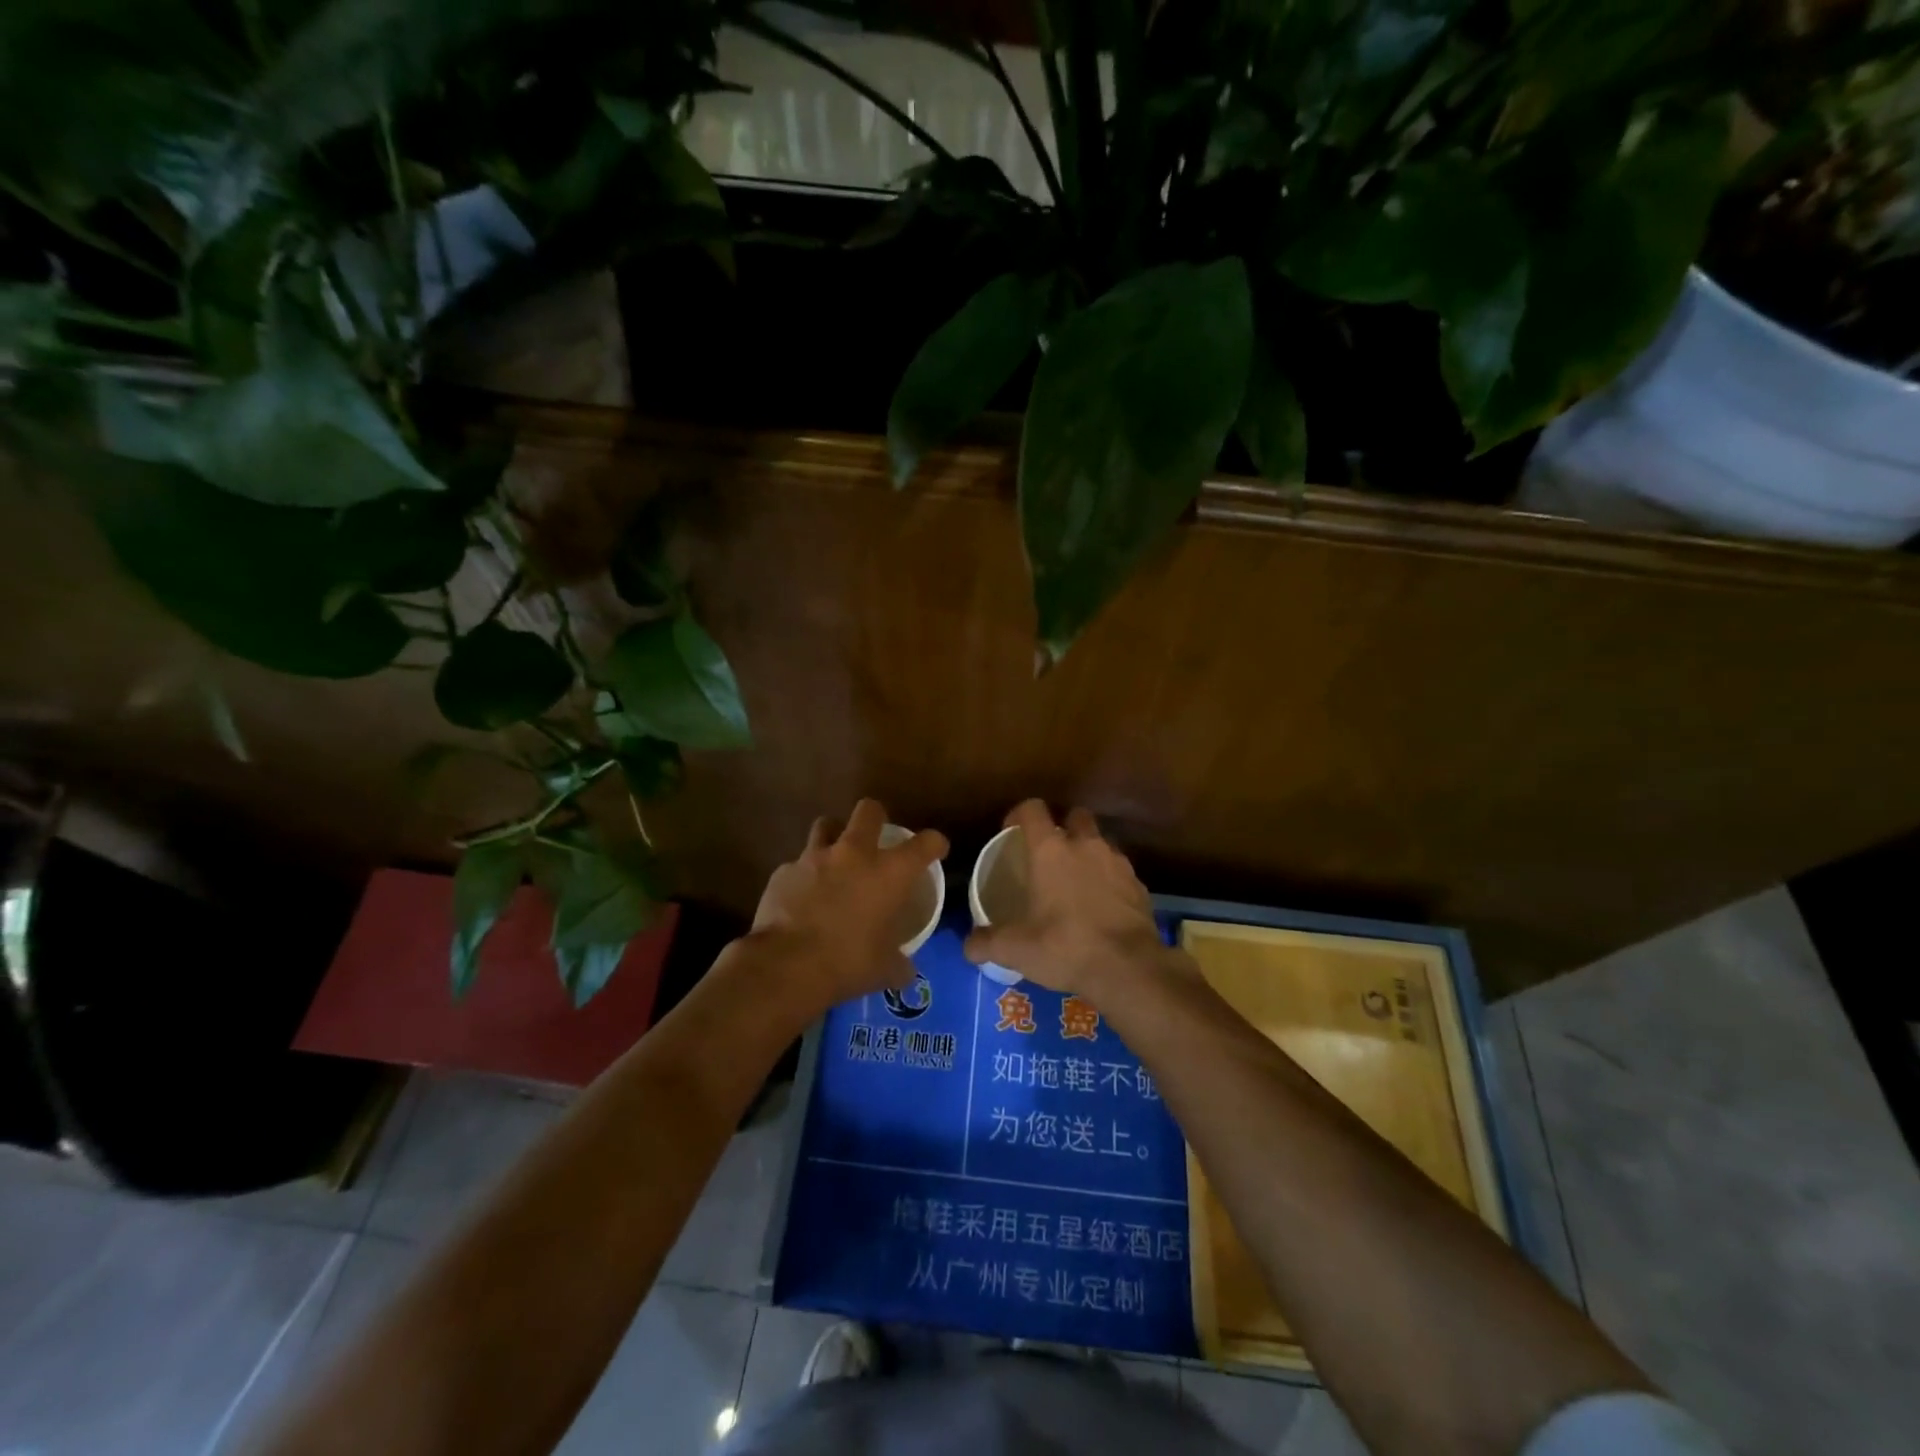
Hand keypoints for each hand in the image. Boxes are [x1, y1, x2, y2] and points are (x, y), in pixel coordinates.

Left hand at [746, 799, 948, 1011]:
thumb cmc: (847, 963)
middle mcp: (854, 854)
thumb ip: (899, 963)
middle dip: (876, 818)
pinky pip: (797, 865)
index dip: (934, 843)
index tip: (936, 849)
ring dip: (834, 836)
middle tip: (876, 837)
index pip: (925, 843)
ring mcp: (814, 858)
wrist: (786, 966)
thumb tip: (905, 972)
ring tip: (834, 858)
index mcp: (889, 873)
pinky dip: (803, 876)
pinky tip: (801, 897)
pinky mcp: (783, 872)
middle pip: (869, 810)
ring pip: (826, 825)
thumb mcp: (884, 969)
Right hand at [963, 800, 1167, 998]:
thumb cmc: (1065, 946)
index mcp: (1050, 850)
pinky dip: (1110, 879)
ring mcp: (1117, 862)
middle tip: (1050, 853)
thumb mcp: (1016, 949)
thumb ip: (986, 943)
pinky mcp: (1139, 884)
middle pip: (1074, 816)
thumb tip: (968, 945)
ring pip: (1100, 841)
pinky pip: (1120, 870)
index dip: (1019, 814)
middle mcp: (1085, 845)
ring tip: (1077, 880)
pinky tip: (1102, 904)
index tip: (1011, 831)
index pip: (1032, 809)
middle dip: (1062, 827)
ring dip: (1088, 852)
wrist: (1129, 967)